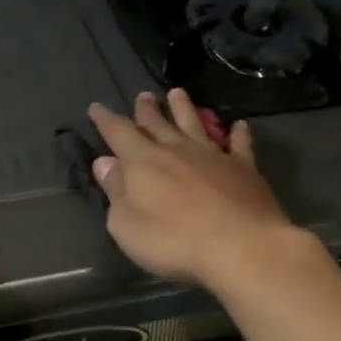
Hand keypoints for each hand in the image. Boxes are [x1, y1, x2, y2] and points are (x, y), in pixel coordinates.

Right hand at [87, 89, 299, 285]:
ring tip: (177, 93)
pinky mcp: (243, 169)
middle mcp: (175, 150)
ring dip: (184, 108)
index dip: (105, 119)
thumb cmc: (174, 241)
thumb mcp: (127, 225)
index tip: (96, 107)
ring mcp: (212, 156)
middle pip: (157, 123)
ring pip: (194, 124)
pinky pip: (239, 145)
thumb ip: (115, 191)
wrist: (241, 246)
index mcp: (142, 161)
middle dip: (146, 110)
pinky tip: (239, 125)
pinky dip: (238, 134)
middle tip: (143, 96)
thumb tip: (104, 163)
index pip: (118, 132)